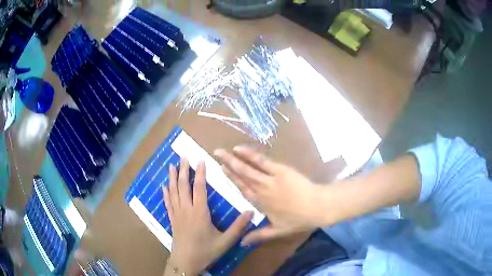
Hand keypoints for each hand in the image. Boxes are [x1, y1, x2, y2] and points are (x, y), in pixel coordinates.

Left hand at [163, 158, 252, 275]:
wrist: (185, 262)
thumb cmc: (206, 251)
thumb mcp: (225, 241)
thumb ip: (238, 227)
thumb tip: (251, 211)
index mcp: (200, 212)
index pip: (199, 188)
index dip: (200, 173)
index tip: (200, 160)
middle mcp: (186, 209)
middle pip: (183, 186)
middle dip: (183, 170)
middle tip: (182, 157)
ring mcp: (177, 214)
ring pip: (173, 192)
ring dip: (172, 178)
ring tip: (170, 165)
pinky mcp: (172, 220)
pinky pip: (167, 203)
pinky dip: (165, 193)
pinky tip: (163, 186)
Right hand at [214, 147, 323, 245]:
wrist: (316, 207)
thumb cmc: (299, 219)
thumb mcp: (278, 231)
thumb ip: (259, 236)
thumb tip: (241, 243)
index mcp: (260, 203)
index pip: (242, 190)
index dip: (231, 179)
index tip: (221, 170)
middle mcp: (261, 190)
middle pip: (241, 177)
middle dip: (228, 166)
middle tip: (216, 155)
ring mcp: (269, 179)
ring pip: (248, 169)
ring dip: (234, 160)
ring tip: (222, 151)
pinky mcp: (279, 170)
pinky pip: (262, 161)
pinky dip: (250, 155)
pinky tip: (240, 149)